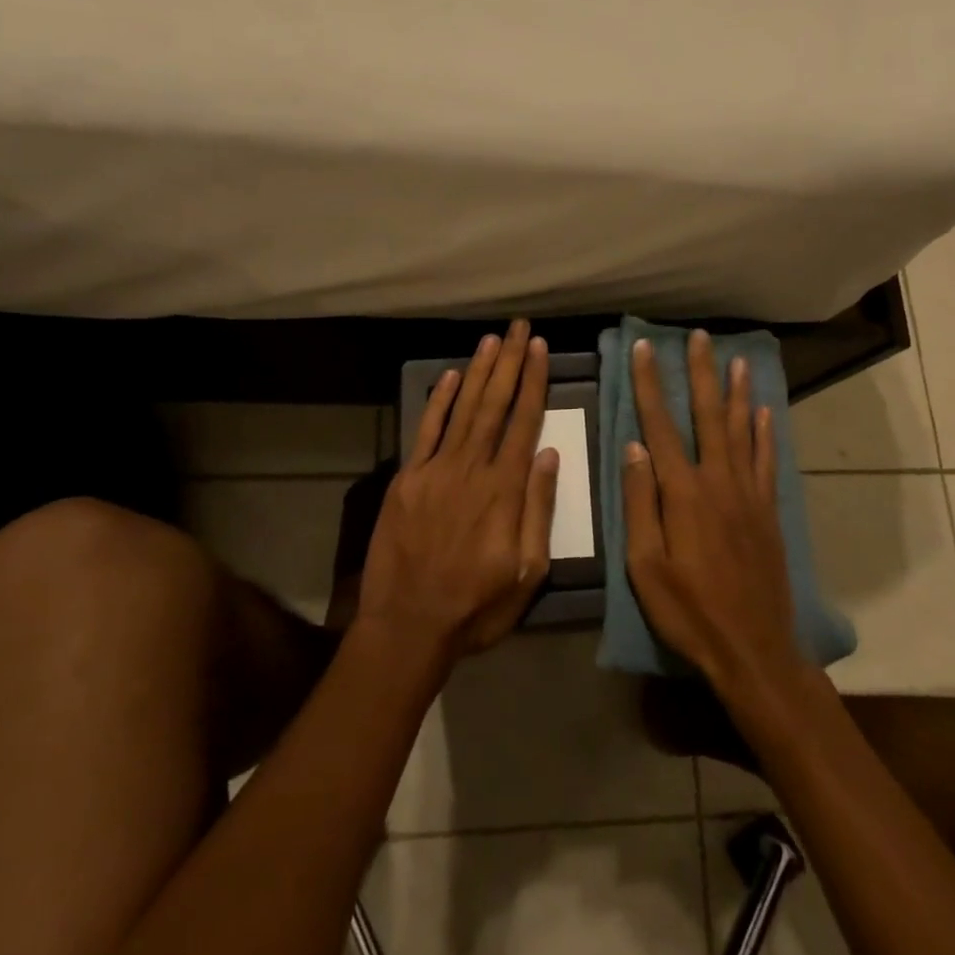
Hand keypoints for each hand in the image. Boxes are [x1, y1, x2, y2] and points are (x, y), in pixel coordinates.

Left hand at [356, 320, 558, 662]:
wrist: (408, 626)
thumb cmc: (476, 606)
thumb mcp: (528, 572)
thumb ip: (538, 509)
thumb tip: (548, 453)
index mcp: (504, 490)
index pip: (524, 422)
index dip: (533, 382)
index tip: (539, 349)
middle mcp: (471, 469)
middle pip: (494, 405)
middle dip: (508, 363)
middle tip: (518, 328)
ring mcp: (435, 470)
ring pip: (461, 409)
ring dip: (477, 372)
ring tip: (491, 340)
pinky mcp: (406, 479)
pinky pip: (425, 431)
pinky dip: (437, 401)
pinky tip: (448, 376)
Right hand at [623, 330, 808, 695]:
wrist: (754, 650)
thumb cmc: (689, 611)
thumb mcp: (645, 566)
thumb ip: (639, 503)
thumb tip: (633, 447)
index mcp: (683, 493)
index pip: (660, 426)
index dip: (650, 385)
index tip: (644, 350)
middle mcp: (719, 482)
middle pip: (709, 416)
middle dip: (701, 373)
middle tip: (699, 337)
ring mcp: (749, 495)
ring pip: (743, 430)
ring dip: (737, 392)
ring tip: (736, 359)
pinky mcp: (768, 512)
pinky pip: (767, 460)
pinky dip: (765, 432)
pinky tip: (764, 411)